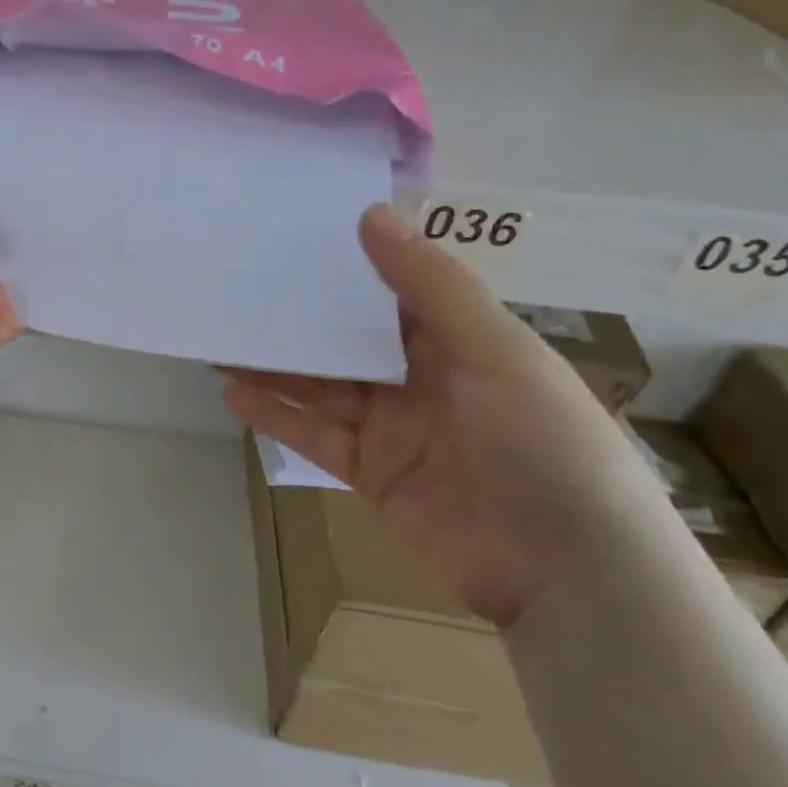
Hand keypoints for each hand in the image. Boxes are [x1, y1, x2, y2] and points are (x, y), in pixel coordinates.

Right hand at [224, 206, 671, 627]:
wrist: (565, 572)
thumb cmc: (542, 443)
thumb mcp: (494, 351)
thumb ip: (430, 286)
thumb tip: (371, 214)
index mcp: (461, 341)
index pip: (393, 292)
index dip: (347, 266)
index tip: (291, 238)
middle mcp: (423, 379)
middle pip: (348, 342)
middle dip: (300, 320)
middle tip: (240, 289)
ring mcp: (393, 428)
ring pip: (323, 387)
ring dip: (276, 368)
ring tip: (222, 341)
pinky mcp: (369, 472)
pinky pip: (315, 435)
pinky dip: (277, 416)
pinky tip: (236, 395)